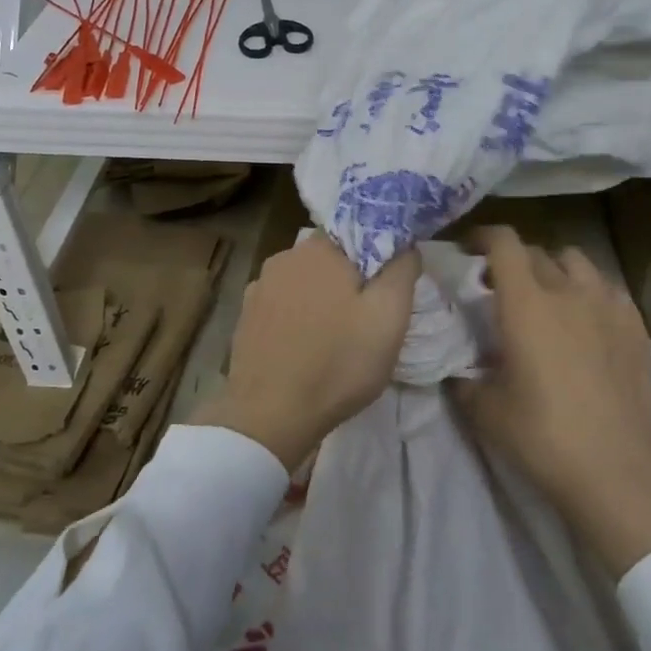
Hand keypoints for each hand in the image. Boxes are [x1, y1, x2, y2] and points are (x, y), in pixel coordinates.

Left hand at [201, 234, 419, 470]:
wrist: (270, 416)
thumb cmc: (338, 363)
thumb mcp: (390, 317)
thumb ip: (402, 270)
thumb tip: (405, 245)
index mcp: (319, 248)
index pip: (357, 234)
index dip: (377, 260)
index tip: (388, 291)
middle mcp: (283, 258)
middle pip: (330, 260)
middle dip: (350, 282)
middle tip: (368, 320)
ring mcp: (258, 288)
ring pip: (304, 284)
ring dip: (322, 302)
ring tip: (337, 338)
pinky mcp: (245, 318)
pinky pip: (282, 307)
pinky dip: (298, 320)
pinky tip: (307, 348)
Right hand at [447, 225, 650, 577]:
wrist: (617, 469)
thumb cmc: (543, 436)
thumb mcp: (486, 411)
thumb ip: (465, 380)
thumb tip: (458, 370)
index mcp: (526, 303)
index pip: (503, 243)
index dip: (483, 236)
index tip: (469, 249)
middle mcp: (568, 291)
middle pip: (537, 252)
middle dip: (514, 260)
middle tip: (501, 286)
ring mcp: (608, 306)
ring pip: (578, 262)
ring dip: (555, 268)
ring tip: (548, 295)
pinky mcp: (636, 327)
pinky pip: (608, 288)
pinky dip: (589, 290)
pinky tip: (586, 318)